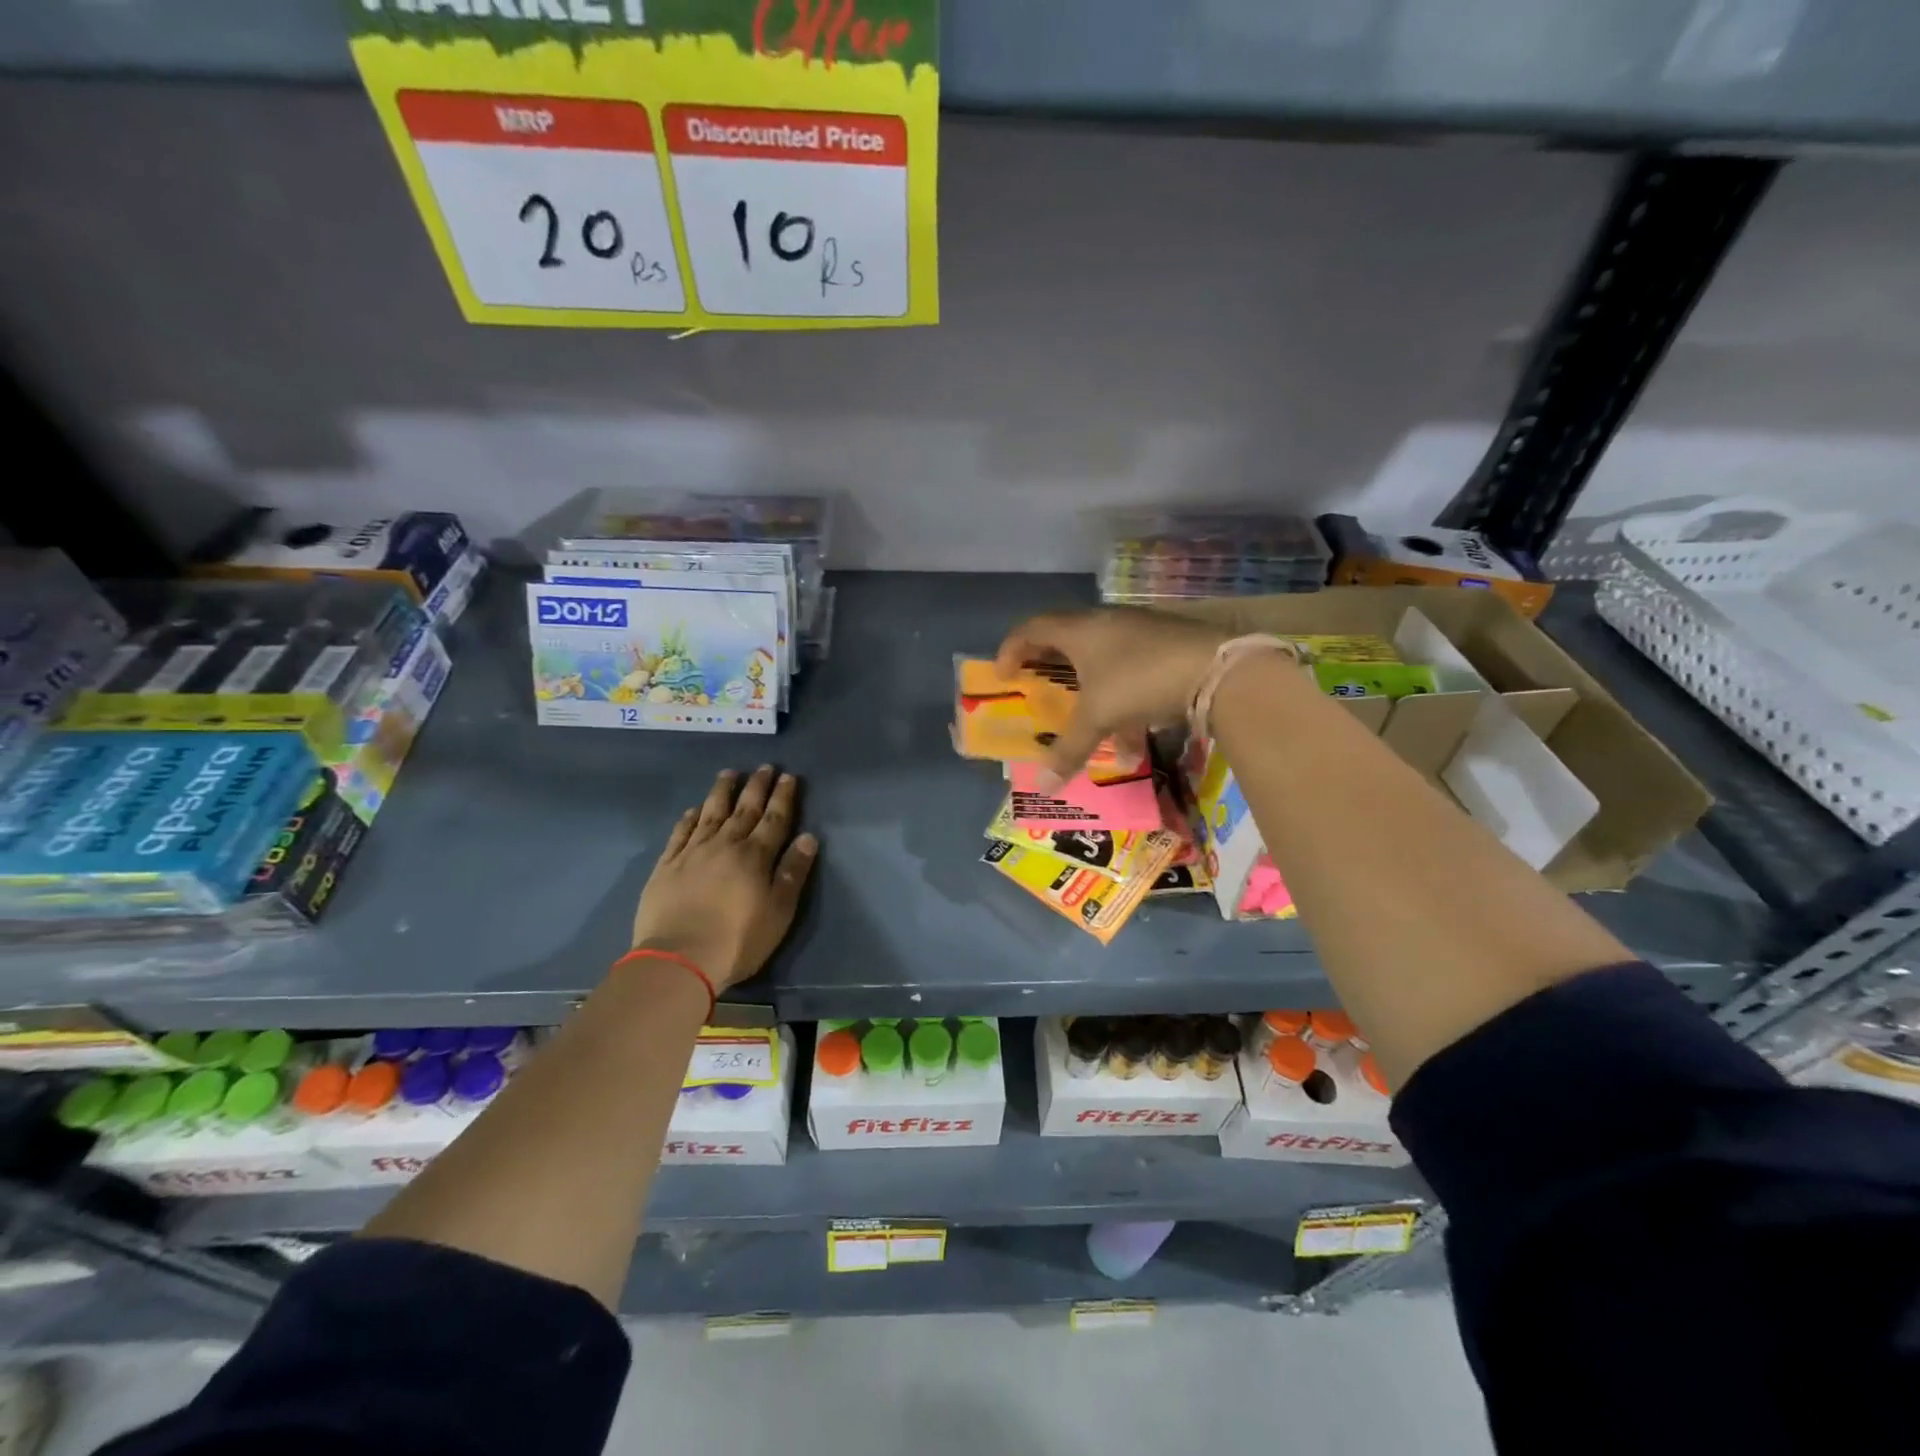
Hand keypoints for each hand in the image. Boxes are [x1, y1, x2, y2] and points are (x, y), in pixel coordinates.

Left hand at [630, 767, 818, 992]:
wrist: (678, 958)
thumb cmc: (738, 940)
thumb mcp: (779, 912)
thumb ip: (793, 873)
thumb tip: (808, 837)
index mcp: (755, 856)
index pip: (774, 819)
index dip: (783, 797)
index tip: (788, 776)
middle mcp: (725, 845)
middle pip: (744, 809)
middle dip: (757, 787)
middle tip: (765, 767)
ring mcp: (692, 853)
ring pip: (711, 813)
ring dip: (722, 792)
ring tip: (729, 773)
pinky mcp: (667, 866)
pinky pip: (680, 833)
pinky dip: (690, 817)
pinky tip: (694, 809)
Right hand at [996, 608, 1229, 785]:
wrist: (1216, 669)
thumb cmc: (1140, 681)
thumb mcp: (1099, 717)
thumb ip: (1069, 749)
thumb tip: (1043, 787)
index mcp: (1080, 630)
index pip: (1033, 628)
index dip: (1012, 649)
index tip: (1004, 675)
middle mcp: (1106, 622)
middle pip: (1066, 638)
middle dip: (1049, 665)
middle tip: (1038, 685)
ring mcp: (1139, 631)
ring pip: (1102, 657)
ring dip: (1089, 688)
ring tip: (1088, 723)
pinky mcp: (1166, 644)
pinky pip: (1131, 668)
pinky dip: (1122, 698)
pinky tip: (1134, 738)